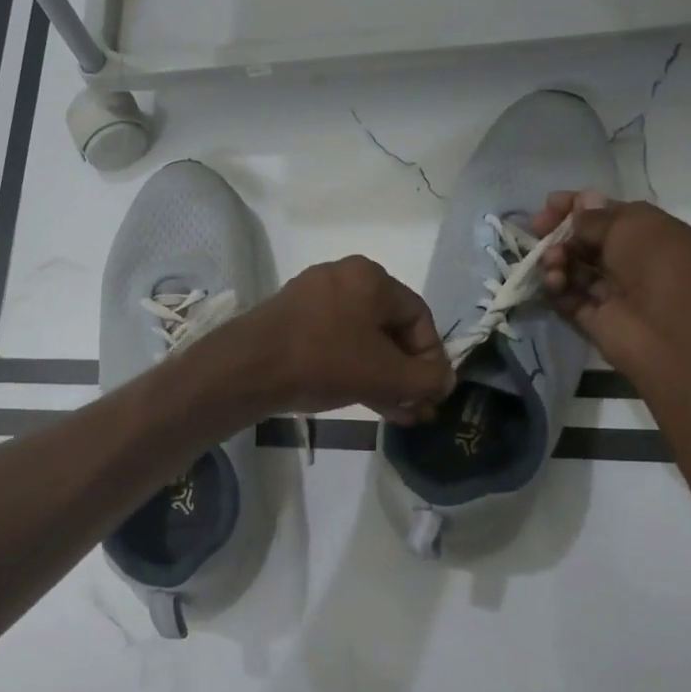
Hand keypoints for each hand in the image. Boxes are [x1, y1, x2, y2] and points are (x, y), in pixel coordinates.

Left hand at [221, 256, 455, 422]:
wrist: (247, 368)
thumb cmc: (324, 361)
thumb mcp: (385, 375)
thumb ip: (425, 379)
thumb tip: (444, 382)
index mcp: (370, 278)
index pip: (419, 317)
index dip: (432, 358)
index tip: (433, 393)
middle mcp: (343, 278)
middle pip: (389, 329)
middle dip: (406, 373)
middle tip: (416, 408)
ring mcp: (312, 299)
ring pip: (362, 341)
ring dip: (384, 377)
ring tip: (398, 414)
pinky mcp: (291, 321)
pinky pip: (335, 344)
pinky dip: (354, 370)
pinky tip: (368, 402)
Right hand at [530, 192, 690, 379]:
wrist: (673, 329)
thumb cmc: (659, 263)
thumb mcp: (630, 225)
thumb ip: (597, 217)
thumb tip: (581, 203)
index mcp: (651, 235)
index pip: (608, 215)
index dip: (578, 207)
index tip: (549, 204)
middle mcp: (634, 263)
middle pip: (587, 243)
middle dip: (560, 233)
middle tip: (536, 229)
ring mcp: (614, 293)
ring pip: (575, 270)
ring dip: (557, 260)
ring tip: (551, 261)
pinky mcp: (595, 320)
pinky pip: (568, 299)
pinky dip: (556, 288)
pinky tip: (553, 281)